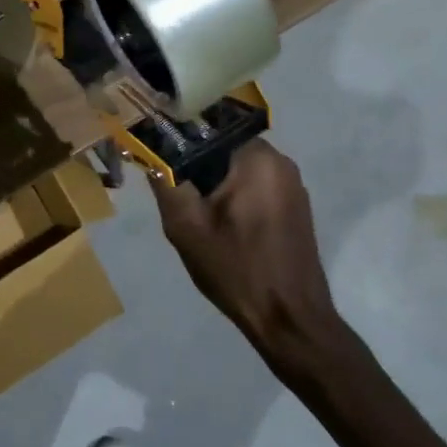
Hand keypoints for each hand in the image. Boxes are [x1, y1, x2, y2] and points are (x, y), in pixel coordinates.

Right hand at [151, 140, 349, 364]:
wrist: (289, 320)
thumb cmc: (236, 268)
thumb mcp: (186, 226)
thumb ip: (165, 180)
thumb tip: (151, 149)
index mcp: (256, 157)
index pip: (207, 127)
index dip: (178, 138)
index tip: (159, 158)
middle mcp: (280, 161)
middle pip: (223, 146)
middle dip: (196, 165)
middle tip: (174, 193)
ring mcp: (292, 184)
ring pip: (238, 167)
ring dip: (214, 181)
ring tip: (195, 212)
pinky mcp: (295, 205)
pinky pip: (255, 184)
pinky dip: (234, 194)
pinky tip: (220, 224)